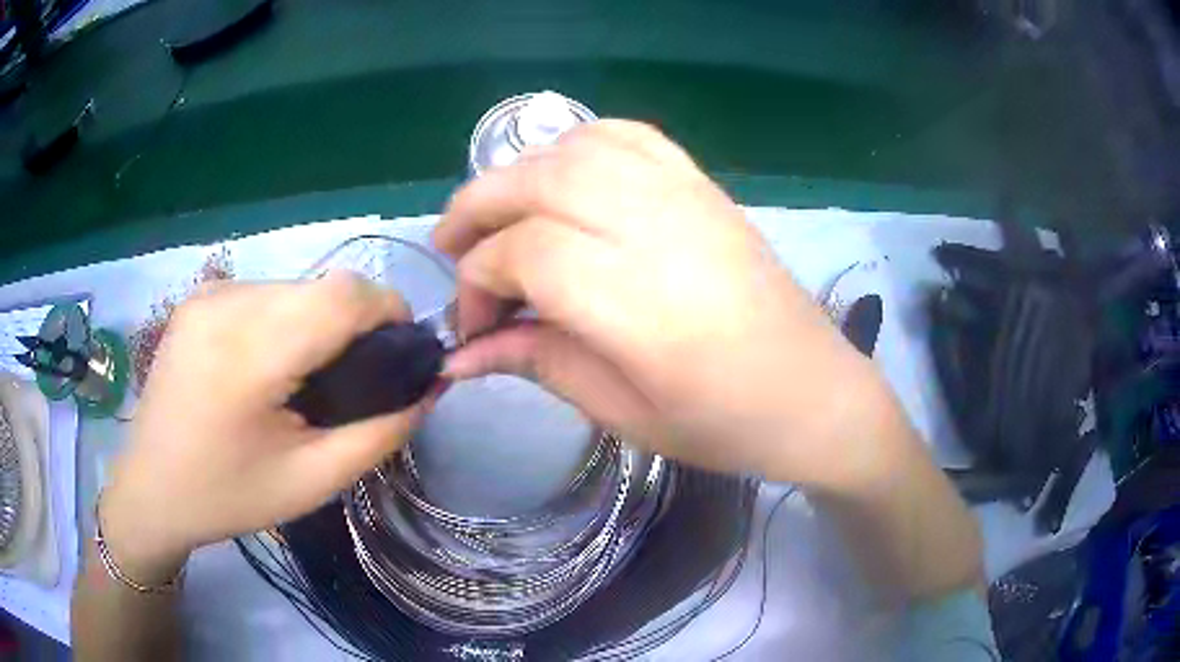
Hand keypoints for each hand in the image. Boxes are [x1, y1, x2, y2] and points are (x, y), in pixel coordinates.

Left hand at [101, 274, 428, 582]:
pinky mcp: (197, 297)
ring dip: (318, 319)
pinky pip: (263, 293)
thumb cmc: (229, 496)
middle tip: (355, 377)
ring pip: (294, 286)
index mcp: (248, 354)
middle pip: (321, 286)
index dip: (387, 310)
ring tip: (308, 375)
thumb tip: (428, 386)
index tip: (401, 351)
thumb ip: (380, 433)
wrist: (151, 490)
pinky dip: (284, 318)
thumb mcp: (312, 481)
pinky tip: (270, 363)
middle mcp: (225, 305)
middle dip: (355, 321)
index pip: (342, 295)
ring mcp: (207, 295)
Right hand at [435, 121, 893, 483]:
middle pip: (539, 182)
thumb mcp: (624, 414)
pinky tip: (560, 177)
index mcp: (640, 304)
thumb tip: (461, 353)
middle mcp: (660, 230)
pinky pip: (629, 138)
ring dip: (519, 172)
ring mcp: (687, 197)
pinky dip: (578, 146)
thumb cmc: (727, 425)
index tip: (474, 326)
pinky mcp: (704, 187)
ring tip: (497, 214)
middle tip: (449, 247)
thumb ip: (538, 364)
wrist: (816, 394)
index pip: (526, 253)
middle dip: (477, 208)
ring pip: (576, 149)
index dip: (479, 280)